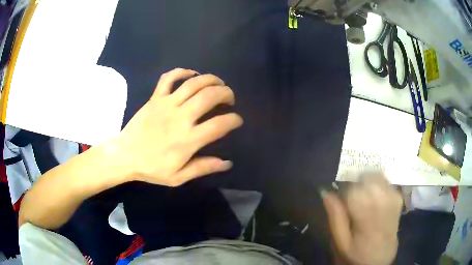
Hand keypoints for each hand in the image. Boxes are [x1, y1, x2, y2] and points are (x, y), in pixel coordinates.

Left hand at [112, 68, 242, 186]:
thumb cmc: (151, 168)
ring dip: (211, 79)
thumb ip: (203, 168)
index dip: (234, 120)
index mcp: (188, 139)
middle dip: (226, 93)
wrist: (124, 156)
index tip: (237, 120)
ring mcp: (166, 104)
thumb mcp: (178, 177)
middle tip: (230, 98)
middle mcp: (180, 117)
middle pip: (210, 96)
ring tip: (219, 83)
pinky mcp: (155, 98)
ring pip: (194, 83)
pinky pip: (169, 78)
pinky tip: (192, 74)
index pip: (220, 124)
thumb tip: (227, 163)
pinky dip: (182, 72)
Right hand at [322, 173, 402, 264]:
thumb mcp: (340, 242)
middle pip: (367, 177)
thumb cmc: (357, 254)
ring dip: (367, 182)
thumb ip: (335, 217)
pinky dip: (377, 183)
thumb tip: (326, 191)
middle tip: (352, 201)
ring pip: (377, 175)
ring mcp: (393, 198)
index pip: (353, 188)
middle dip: (356, 184)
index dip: (344, 192)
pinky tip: (374, 197)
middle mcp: (383, 201)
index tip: (342, 202)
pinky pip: (386, 180)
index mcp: (366, 214)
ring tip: (363, 199)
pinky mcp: (398, 198)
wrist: (380, 261)